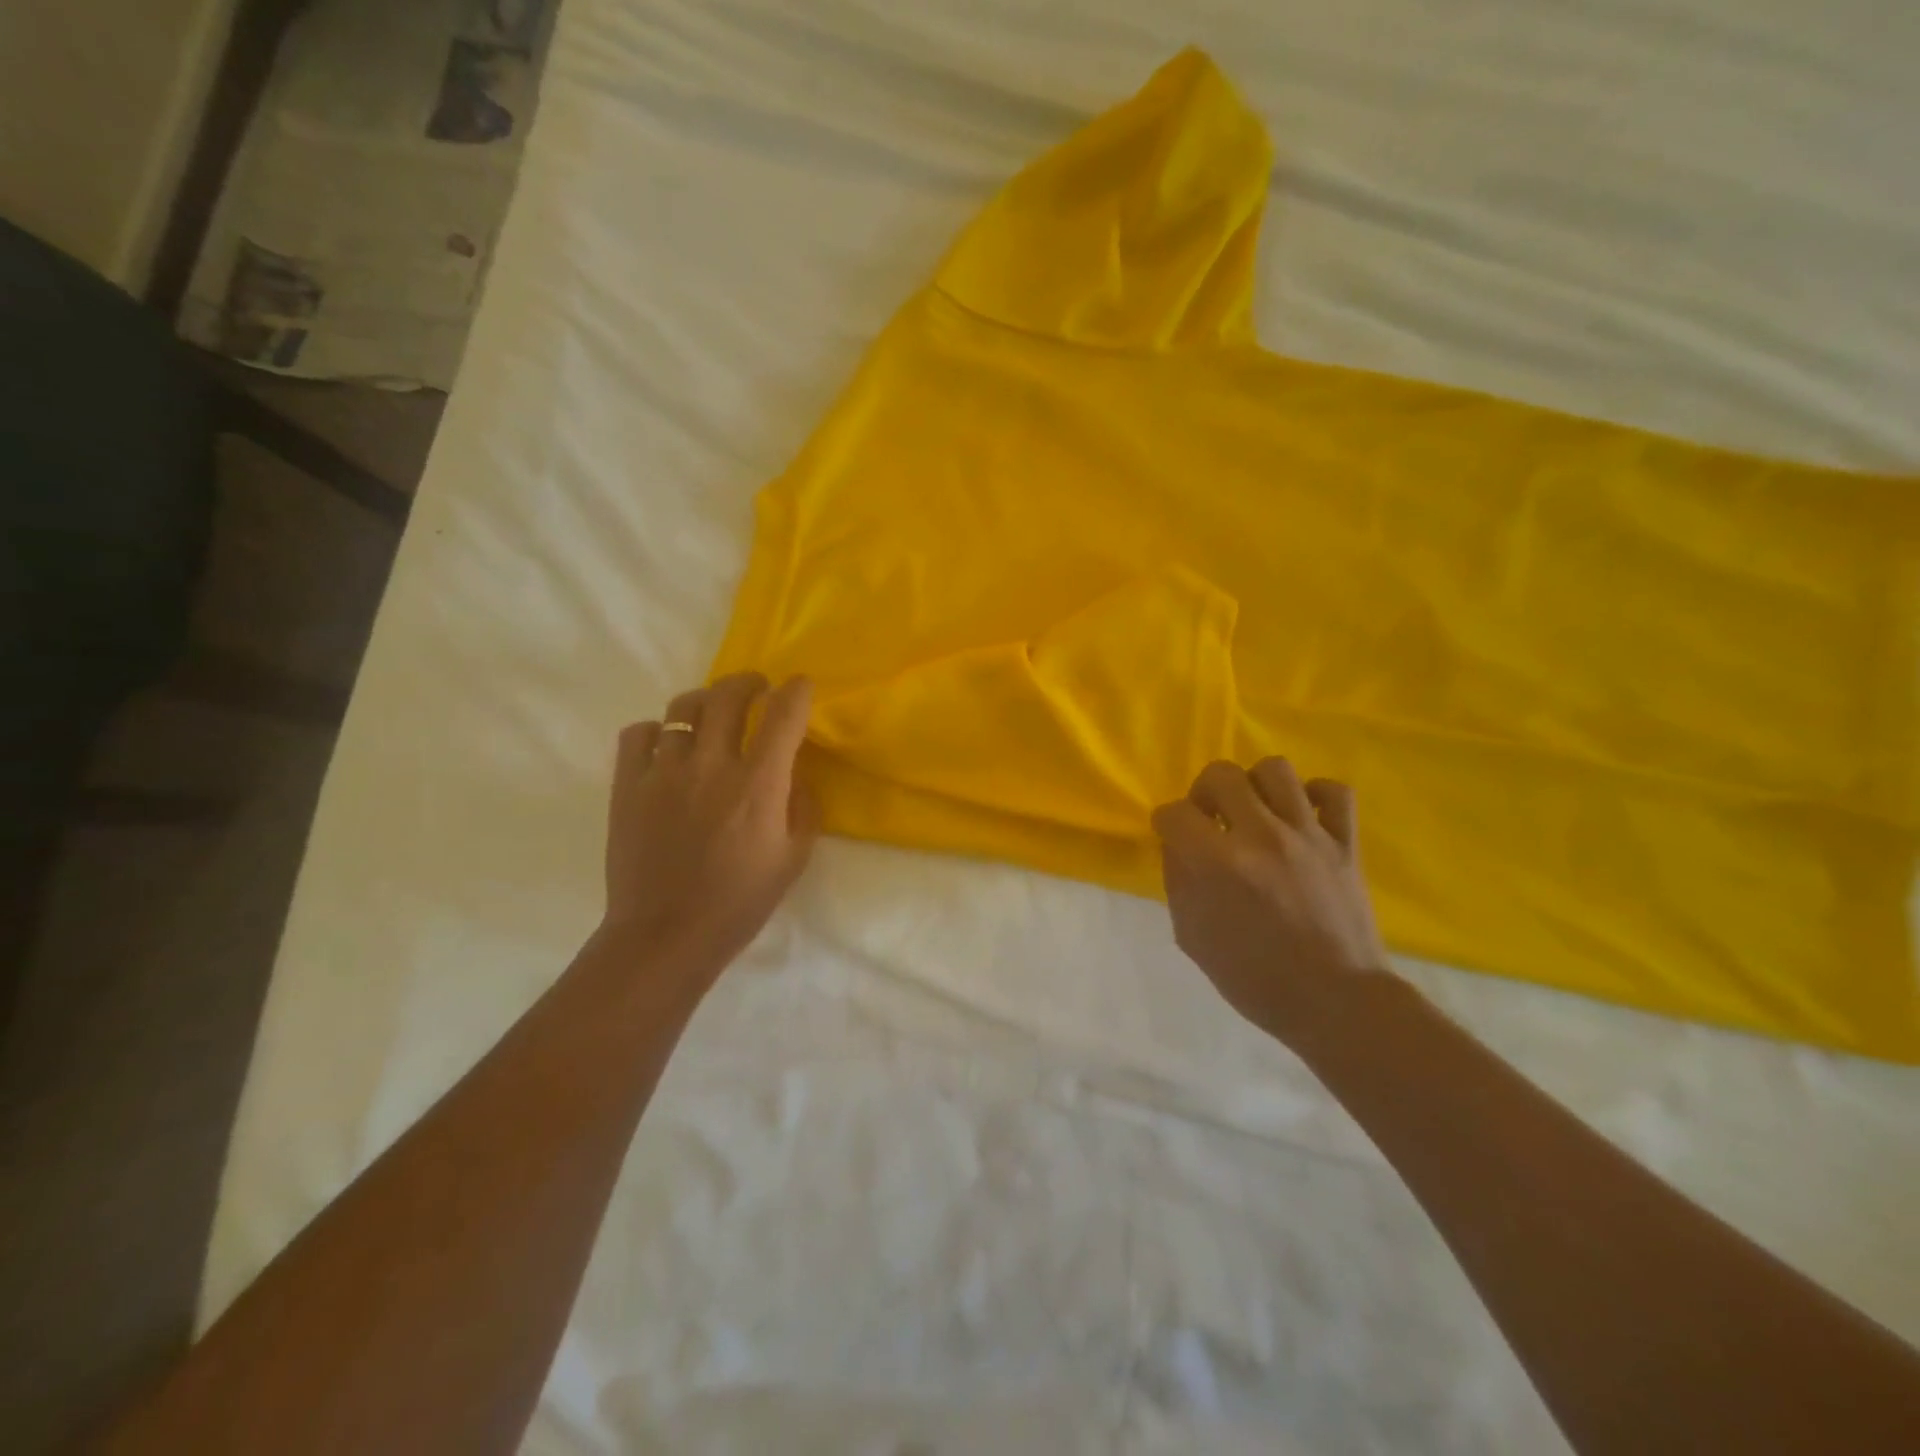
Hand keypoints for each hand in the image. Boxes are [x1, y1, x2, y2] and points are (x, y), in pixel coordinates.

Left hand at [601, 673, 819, 980]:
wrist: (666, 936)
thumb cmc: (739, 902)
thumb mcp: (793, 858)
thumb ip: (803, 806)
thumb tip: (794, 771)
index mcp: (758, 784)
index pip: (782, 714)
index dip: (796, 690)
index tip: (800, 686)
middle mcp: (711, 765)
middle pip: (728, 694)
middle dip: (749, 682)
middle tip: (757, 689)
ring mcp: (663, 771)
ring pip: (683, 707)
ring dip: (706, 701)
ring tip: (712, 714)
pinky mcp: (627, 785)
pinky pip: (639, 733)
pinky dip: (658, 730)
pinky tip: (668, 747)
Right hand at [1153, 758, 1390, 1046]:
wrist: (1336, 1002)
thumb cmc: (1255, 978)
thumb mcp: (1193, 936)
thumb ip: (1179, 882)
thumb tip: (1179, 846)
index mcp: (1218, 863)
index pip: (1175, 813)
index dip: (1166, 822)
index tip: (1171, 835)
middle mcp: (1261, 836)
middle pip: (1222, 775)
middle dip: (1204, 792)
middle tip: (1210, 818)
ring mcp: (1308, 835)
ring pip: (1275, 770)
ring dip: (1254, 786)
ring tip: (1254, 812)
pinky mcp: (1346, 843)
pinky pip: (1335, 792)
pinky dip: (1315, 795)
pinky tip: (1301, 816)